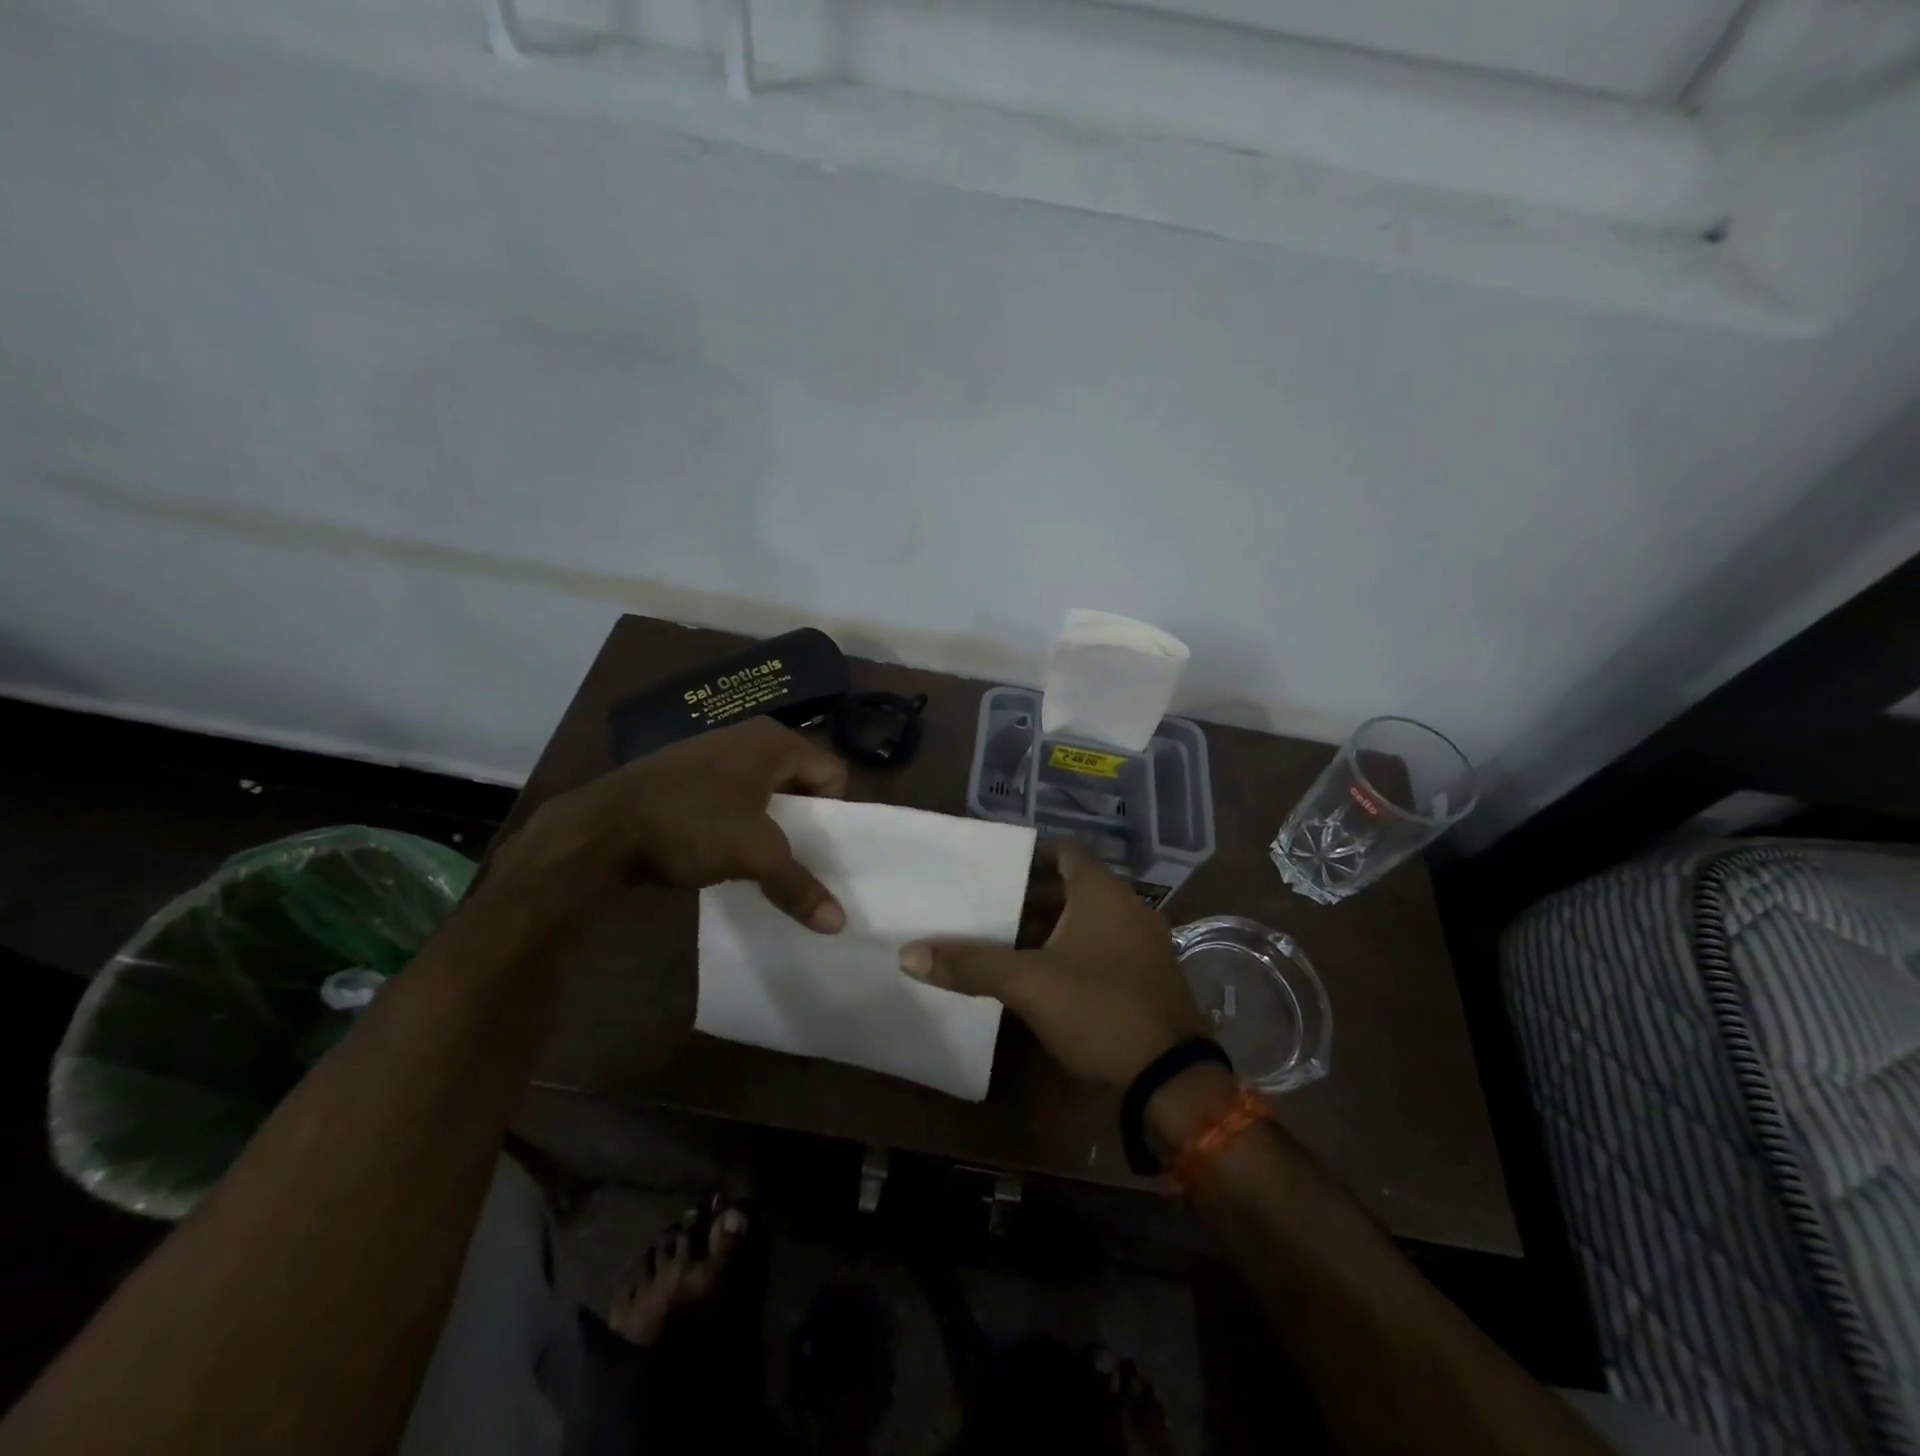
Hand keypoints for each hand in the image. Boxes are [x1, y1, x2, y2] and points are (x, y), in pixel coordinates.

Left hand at [491, 718, 849, 930]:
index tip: (820, 850)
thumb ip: (799, 885)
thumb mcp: (754, 855)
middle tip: (801, 862)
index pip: (832, 772)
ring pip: (766, 794)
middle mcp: (748, 739)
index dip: (834, 814)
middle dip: (804, 824)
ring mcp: (714, 755)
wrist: (601, 828)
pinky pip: (735, 799)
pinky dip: (741, 825)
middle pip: (801, 783)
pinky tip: (728, 855)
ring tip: (765, 864)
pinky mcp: (688, 776)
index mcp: (774, 741)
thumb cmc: (692, 824)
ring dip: (772, 828)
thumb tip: (839, 924)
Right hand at [899, 845, 1204, 1086]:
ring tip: (1005, 941)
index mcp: (1103, 893)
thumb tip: (909, 954)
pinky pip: (1102, 946)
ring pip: (1088, 920)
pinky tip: (1042, 975)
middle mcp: (1128, 907)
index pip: (1065, 852)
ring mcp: (1143, 943)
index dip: (1030, 854)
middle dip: (1031, 896)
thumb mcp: (1028, 985)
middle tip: (989, 906)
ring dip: (1050, 927)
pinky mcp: (1147, 976)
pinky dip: (1072, 950)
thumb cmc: (1099, 1009)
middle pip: (1073, 887)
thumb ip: (971, 965)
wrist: (1170, 1078)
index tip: (995, 866)